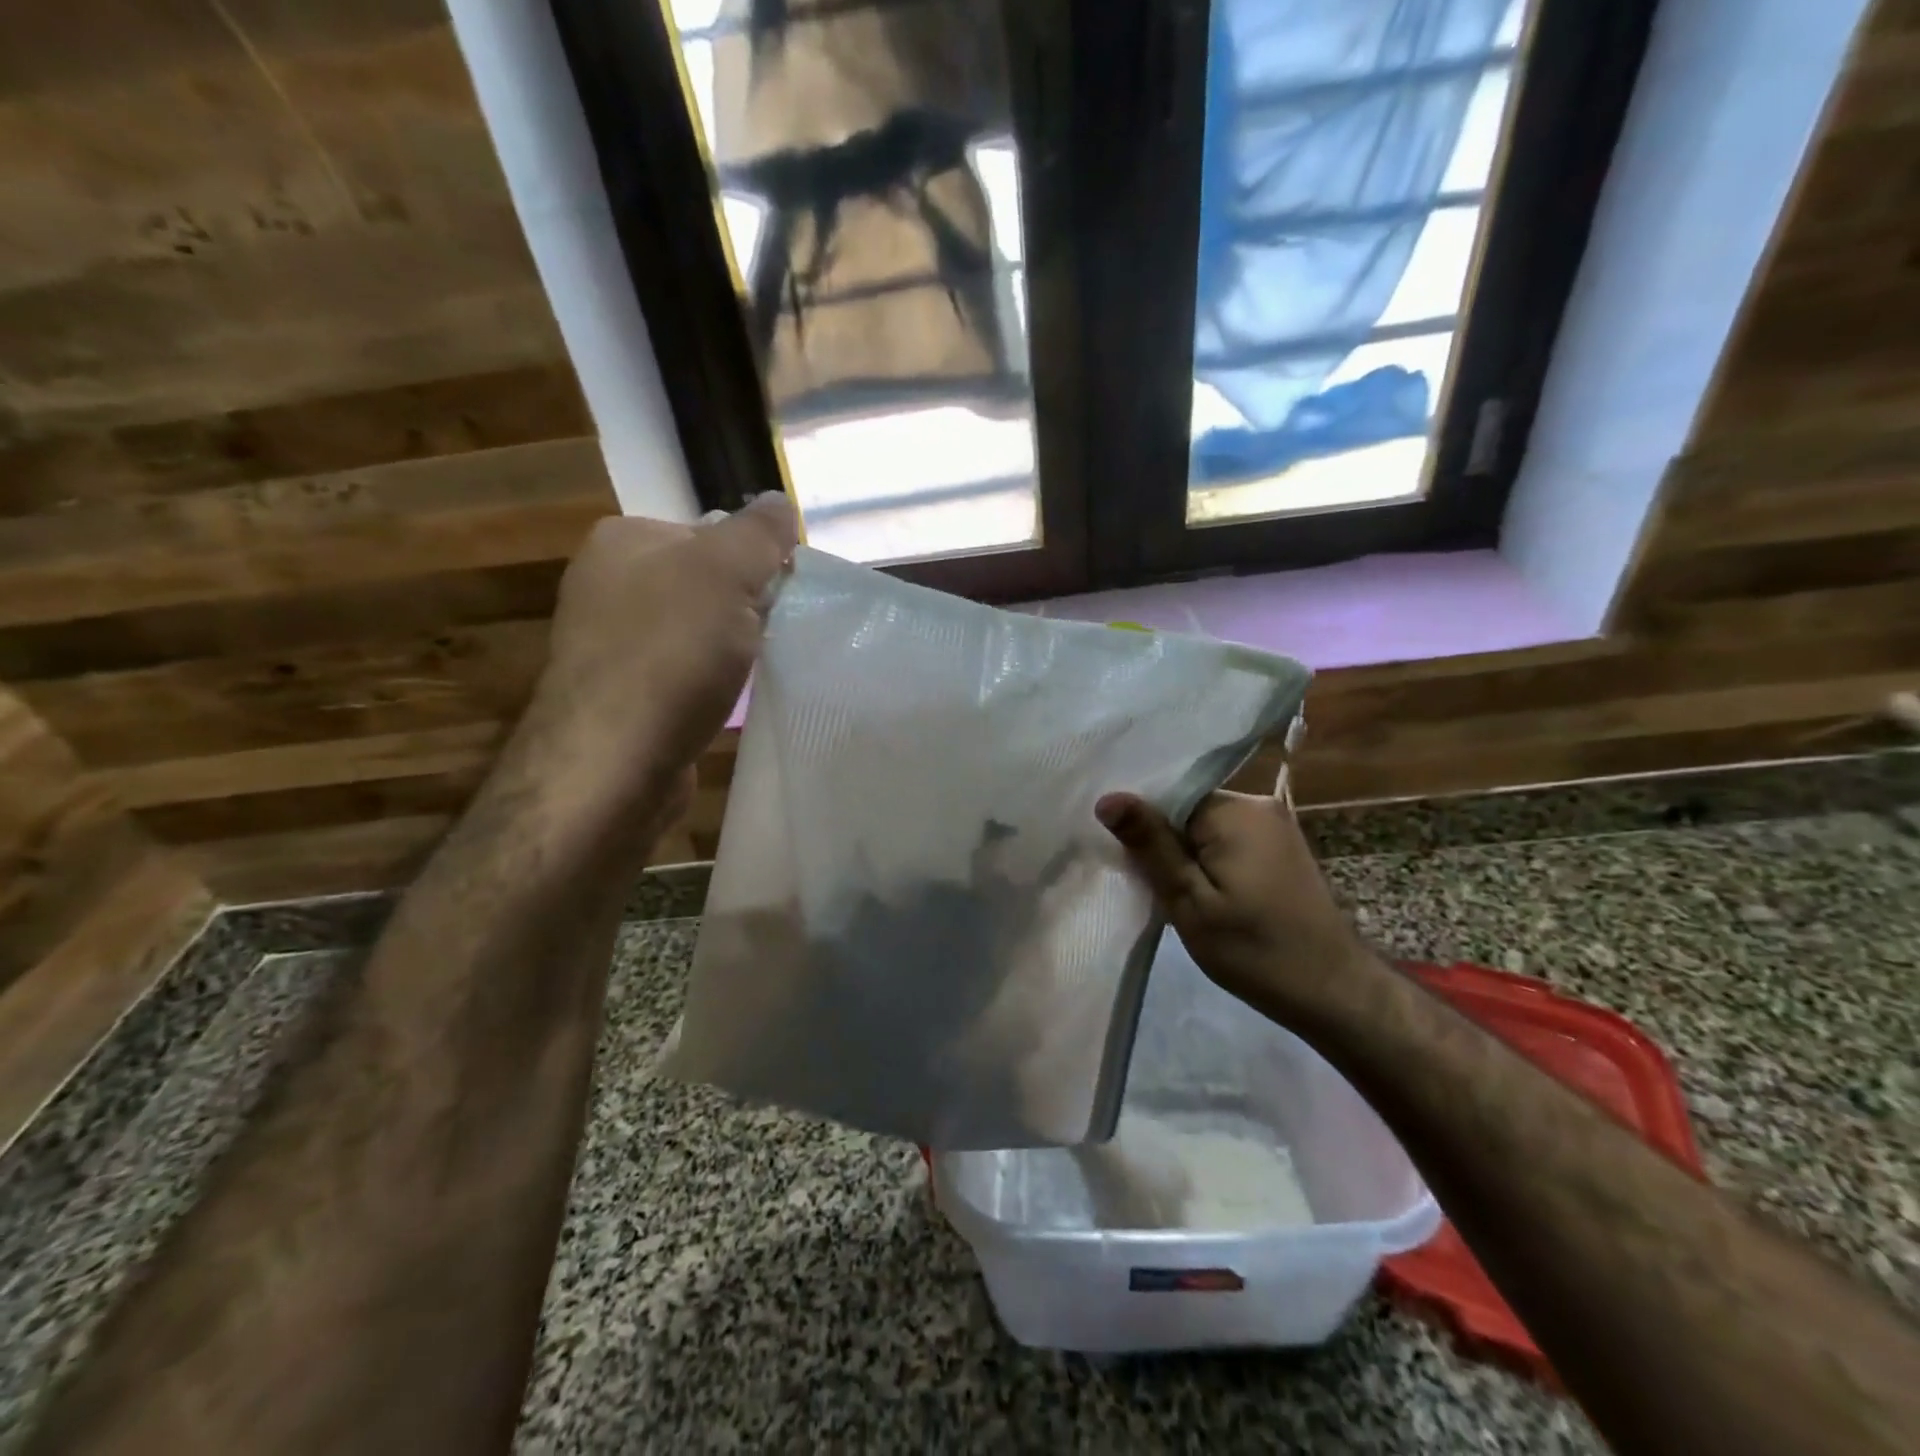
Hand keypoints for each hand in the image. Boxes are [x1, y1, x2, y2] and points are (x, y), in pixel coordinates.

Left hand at [519, 494, 798, 809]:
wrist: (613, 761)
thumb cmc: (670, 654)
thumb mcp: (726, 573)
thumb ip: (759, 532)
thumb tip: (780, 502)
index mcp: (623, 540)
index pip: (710, 533)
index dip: (756, 561)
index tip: (785, 595)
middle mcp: (607, 584)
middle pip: (704, 583)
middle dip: (745, 606)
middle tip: (777, 633)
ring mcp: (610, 643)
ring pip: (695, 630)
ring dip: (731, 647)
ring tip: (757, 669)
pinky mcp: (622, 695)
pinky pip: (683, 673)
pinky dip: (710, 682)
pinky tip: (726, 700)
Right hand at [1095, 784, 1375, 1027]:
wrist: (1333, 992)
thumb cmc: (1255, 950)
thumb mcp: (1190, 901)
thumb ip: (1150, 844)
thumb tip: (1108, 797)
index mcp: (1235, 810)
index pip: (1168, 795)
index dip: (1141, 824)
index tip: (1122, 856)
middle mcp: (1258, 804)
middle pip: (1186, 808)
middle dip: (1161, 840)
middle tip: (1140, 880)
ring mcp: (1274, 825)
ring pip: (1204, 826)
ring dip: (1183, 854)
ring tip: (1165, 889)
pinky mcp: (1279, 847)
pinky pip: (1226, 840)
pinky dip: (1206, 861)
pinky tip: (1198, 891)